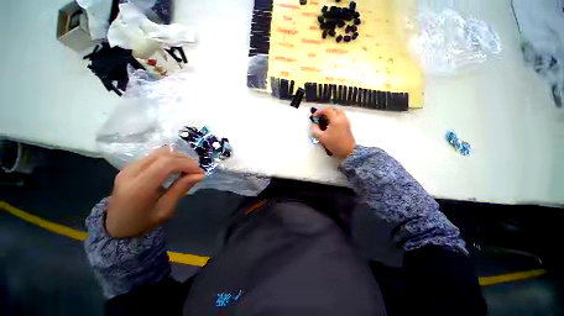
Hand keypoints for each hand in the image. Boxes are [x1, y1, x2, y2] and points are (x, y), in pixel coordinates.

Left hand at [105, 147, 204, 237]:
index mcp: (139, 187)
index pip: (166, 164)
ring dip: (178, 157)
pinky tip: (175, 168)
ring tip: (187, 168)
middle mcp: (131, 172)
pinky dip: (169, 158)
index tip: (199, 172)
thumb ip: (181, 189)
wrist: (116, 226)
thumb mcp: (165, 210)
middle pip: (164, 155)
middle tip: (196, 171)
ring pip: (159, 152)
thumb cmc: (142, 223)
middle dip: (185, 160)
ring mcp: (128, 167)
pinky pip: (154, 156)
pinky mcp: (130, 166)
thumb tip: (200, 175)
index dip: (187, 164)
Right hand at [311, 108, 355, 160]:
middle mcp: (342, 119)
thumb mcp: (322, 138)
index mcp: (336, 120)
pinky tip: (330, 126)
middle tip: (321, 117)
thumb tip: (314, 126)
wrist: (347, 151)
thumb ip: (316, 130)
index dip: (320, 112)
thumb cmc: (334, 144)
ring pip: (339, 114)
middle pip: (334, 110)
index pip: (327, 110)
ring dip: (331, 115)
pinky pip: (341, 118)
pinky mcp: (347, 126)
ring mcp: (346, 122)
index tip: (315, 116)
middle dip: (327, 112)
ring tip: (325, 121)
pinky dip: (335, 119)